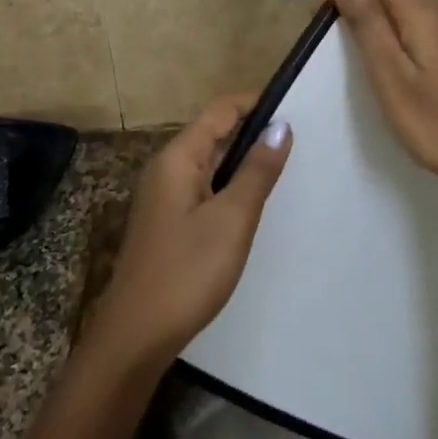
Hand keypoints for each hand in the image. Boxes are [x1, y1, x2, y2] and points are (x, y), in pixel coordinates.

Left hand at [89, 94, 292, 367]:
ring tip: (287, 167)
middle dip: (254, 131)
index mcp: (178, 158)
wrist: (136, 336)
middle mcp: (167, 168)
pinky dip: (231, 186)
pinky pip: (205, 188)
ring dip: (244, 160)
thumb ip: (257, 171)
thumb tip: (280, 126)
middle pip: (214, 133)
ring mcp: (165, 197)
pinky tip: (254, 203)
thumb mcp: (231, 219)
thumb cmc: (186, 272)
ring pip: (210, 163)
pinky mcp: (169, 222)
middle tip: (301, 139)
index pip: (220, 110)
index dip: (256, 102)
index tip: (296, 106)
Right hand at [331, 0, 437, 201]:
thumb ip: (369, 25)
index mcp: (424, 14)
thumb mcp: (392, 78)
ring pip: (416, 14)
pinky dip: (410, 43)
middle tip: (341, 50)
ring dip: (387, 26)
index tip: (326, 26)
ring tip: (367, 64)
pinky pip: (434, 34)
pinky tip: (407, 75)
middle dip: (365, 8)